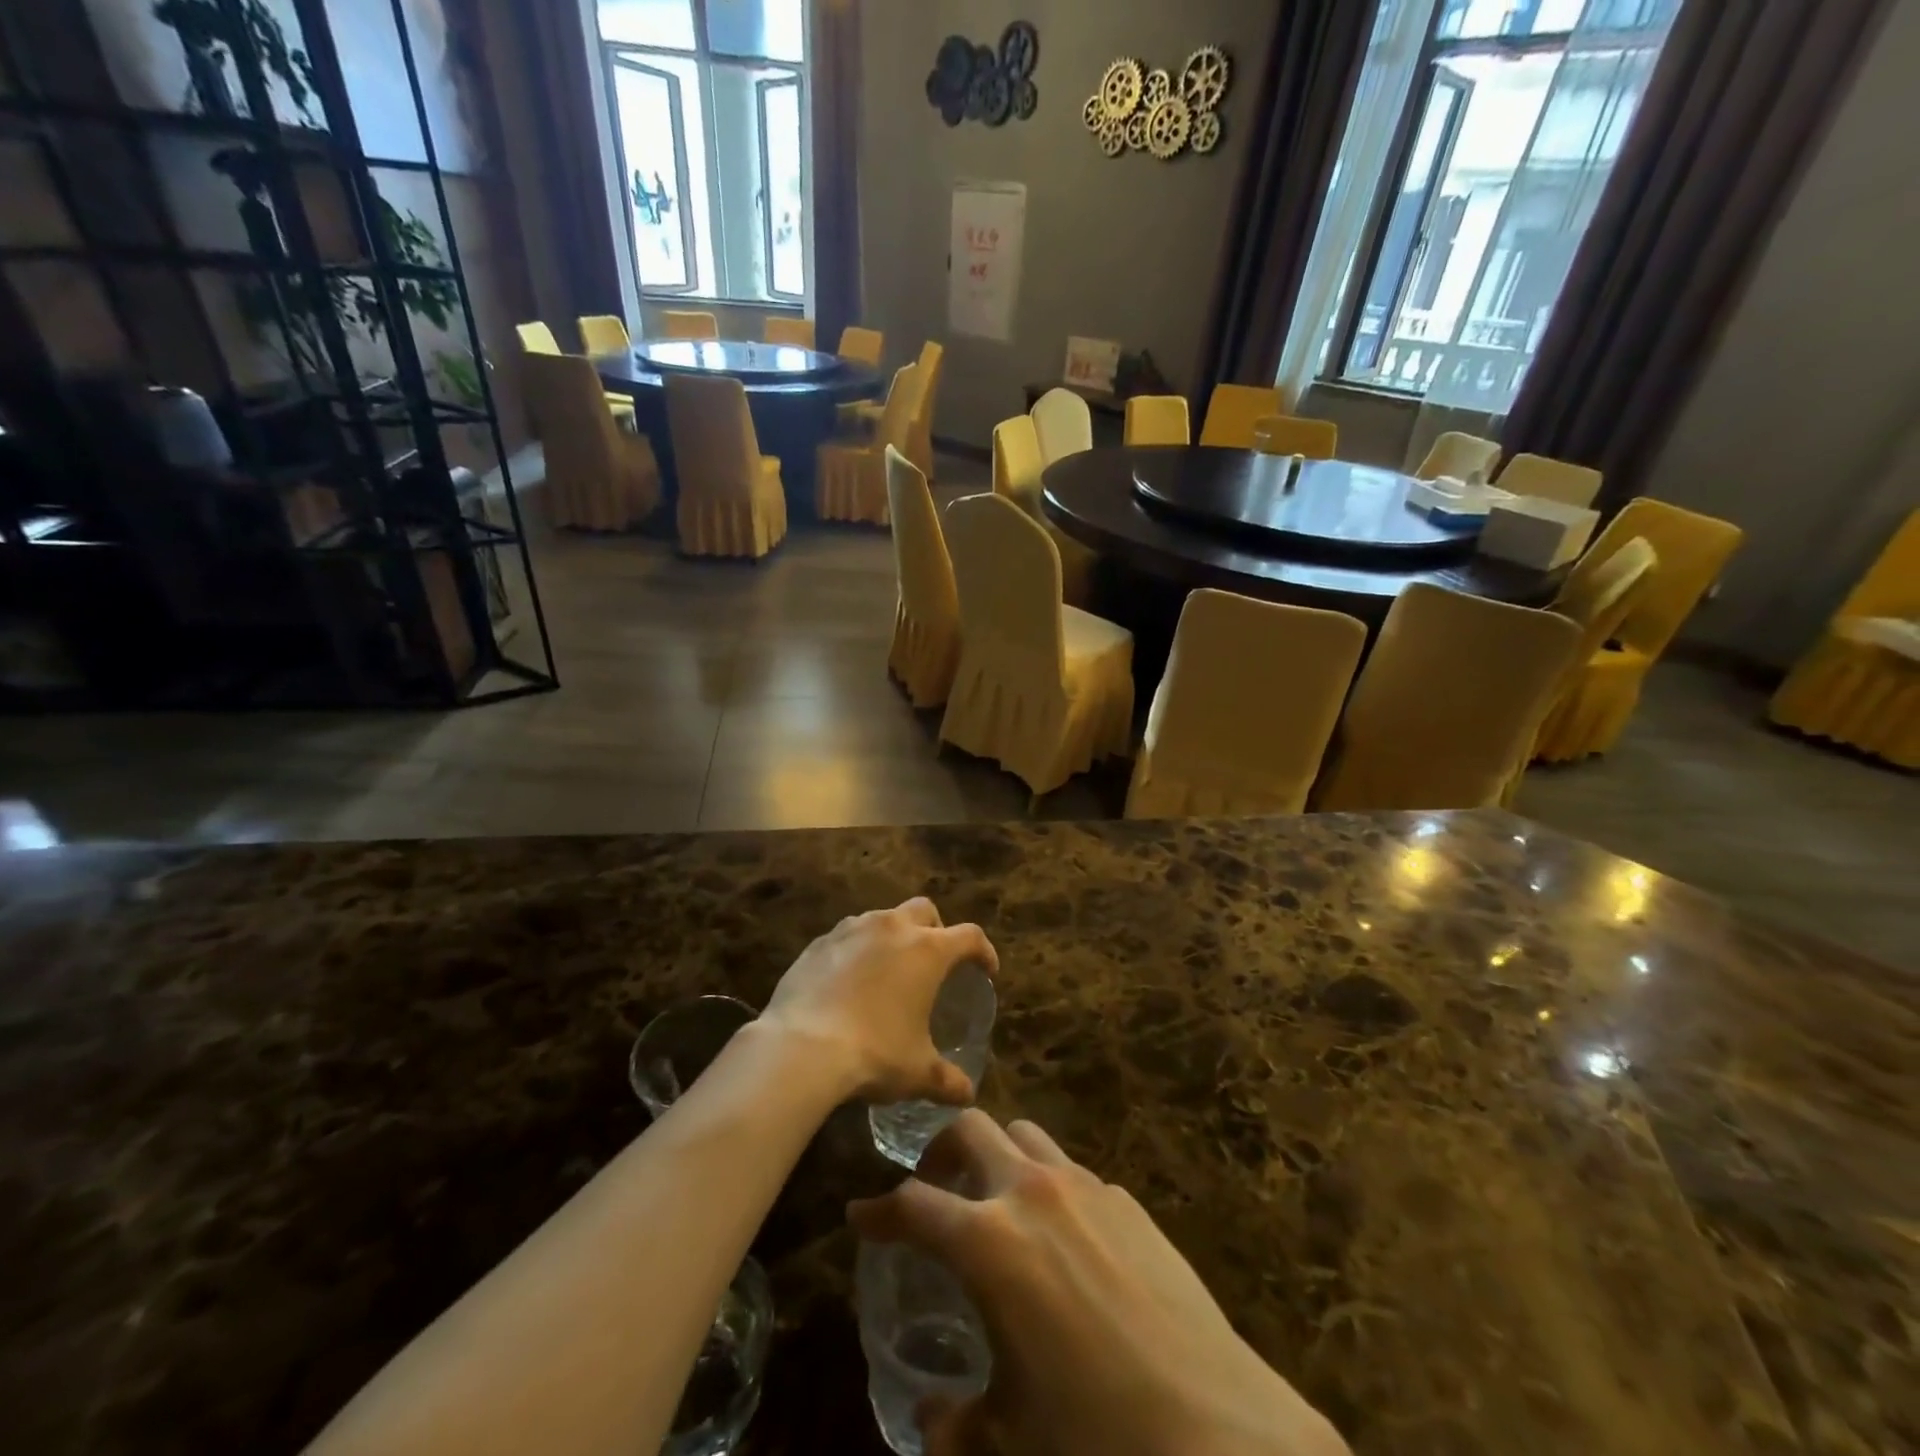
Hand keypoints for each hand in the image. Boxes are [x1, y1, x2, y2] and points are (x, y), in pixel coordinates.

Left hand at [761, 899, 996, 1106]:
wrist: (800, 1048)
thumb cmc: (873, 1053)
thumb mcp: (917, 1073)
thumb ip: (948, 1080)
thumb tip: (967, 1093)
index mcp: (927, 950)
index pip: (970, 936)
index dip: (983, 951)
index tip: (986, 970)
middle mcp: (892, 927)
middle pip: (924, 910)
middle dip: (936, 930)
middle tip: (934, 962)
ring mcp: (851, 930)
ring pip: (883, 918)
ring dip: (893, 937)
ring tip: (889, 972)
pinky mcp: (818, 942)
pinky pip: (846, 936)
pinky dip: (856, 951)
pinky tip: (849, 982)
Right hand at [848, 1113, 1349, 1455]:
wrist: (1215, 1427)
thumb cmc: (1095, 1433)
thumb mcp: (1012, 1433)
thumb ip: (957, 1422)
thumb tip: (931, 1418)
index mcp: (988, 1242)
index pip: (914, 1205)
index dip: (880, 1211)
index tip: (861, 1215)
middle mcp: (1030, 1192)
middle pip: (969, 1130)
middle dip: (939, 1153)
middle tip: (933, 1189)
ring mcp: (1083, 1185)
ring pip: (1023, 1134)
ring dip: (997, 1155)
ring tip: (995, 1199)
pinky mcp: (1125, 1198)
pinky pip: (1071, 1170)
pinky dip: (1048, 1185)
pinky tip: (1062, 1238)